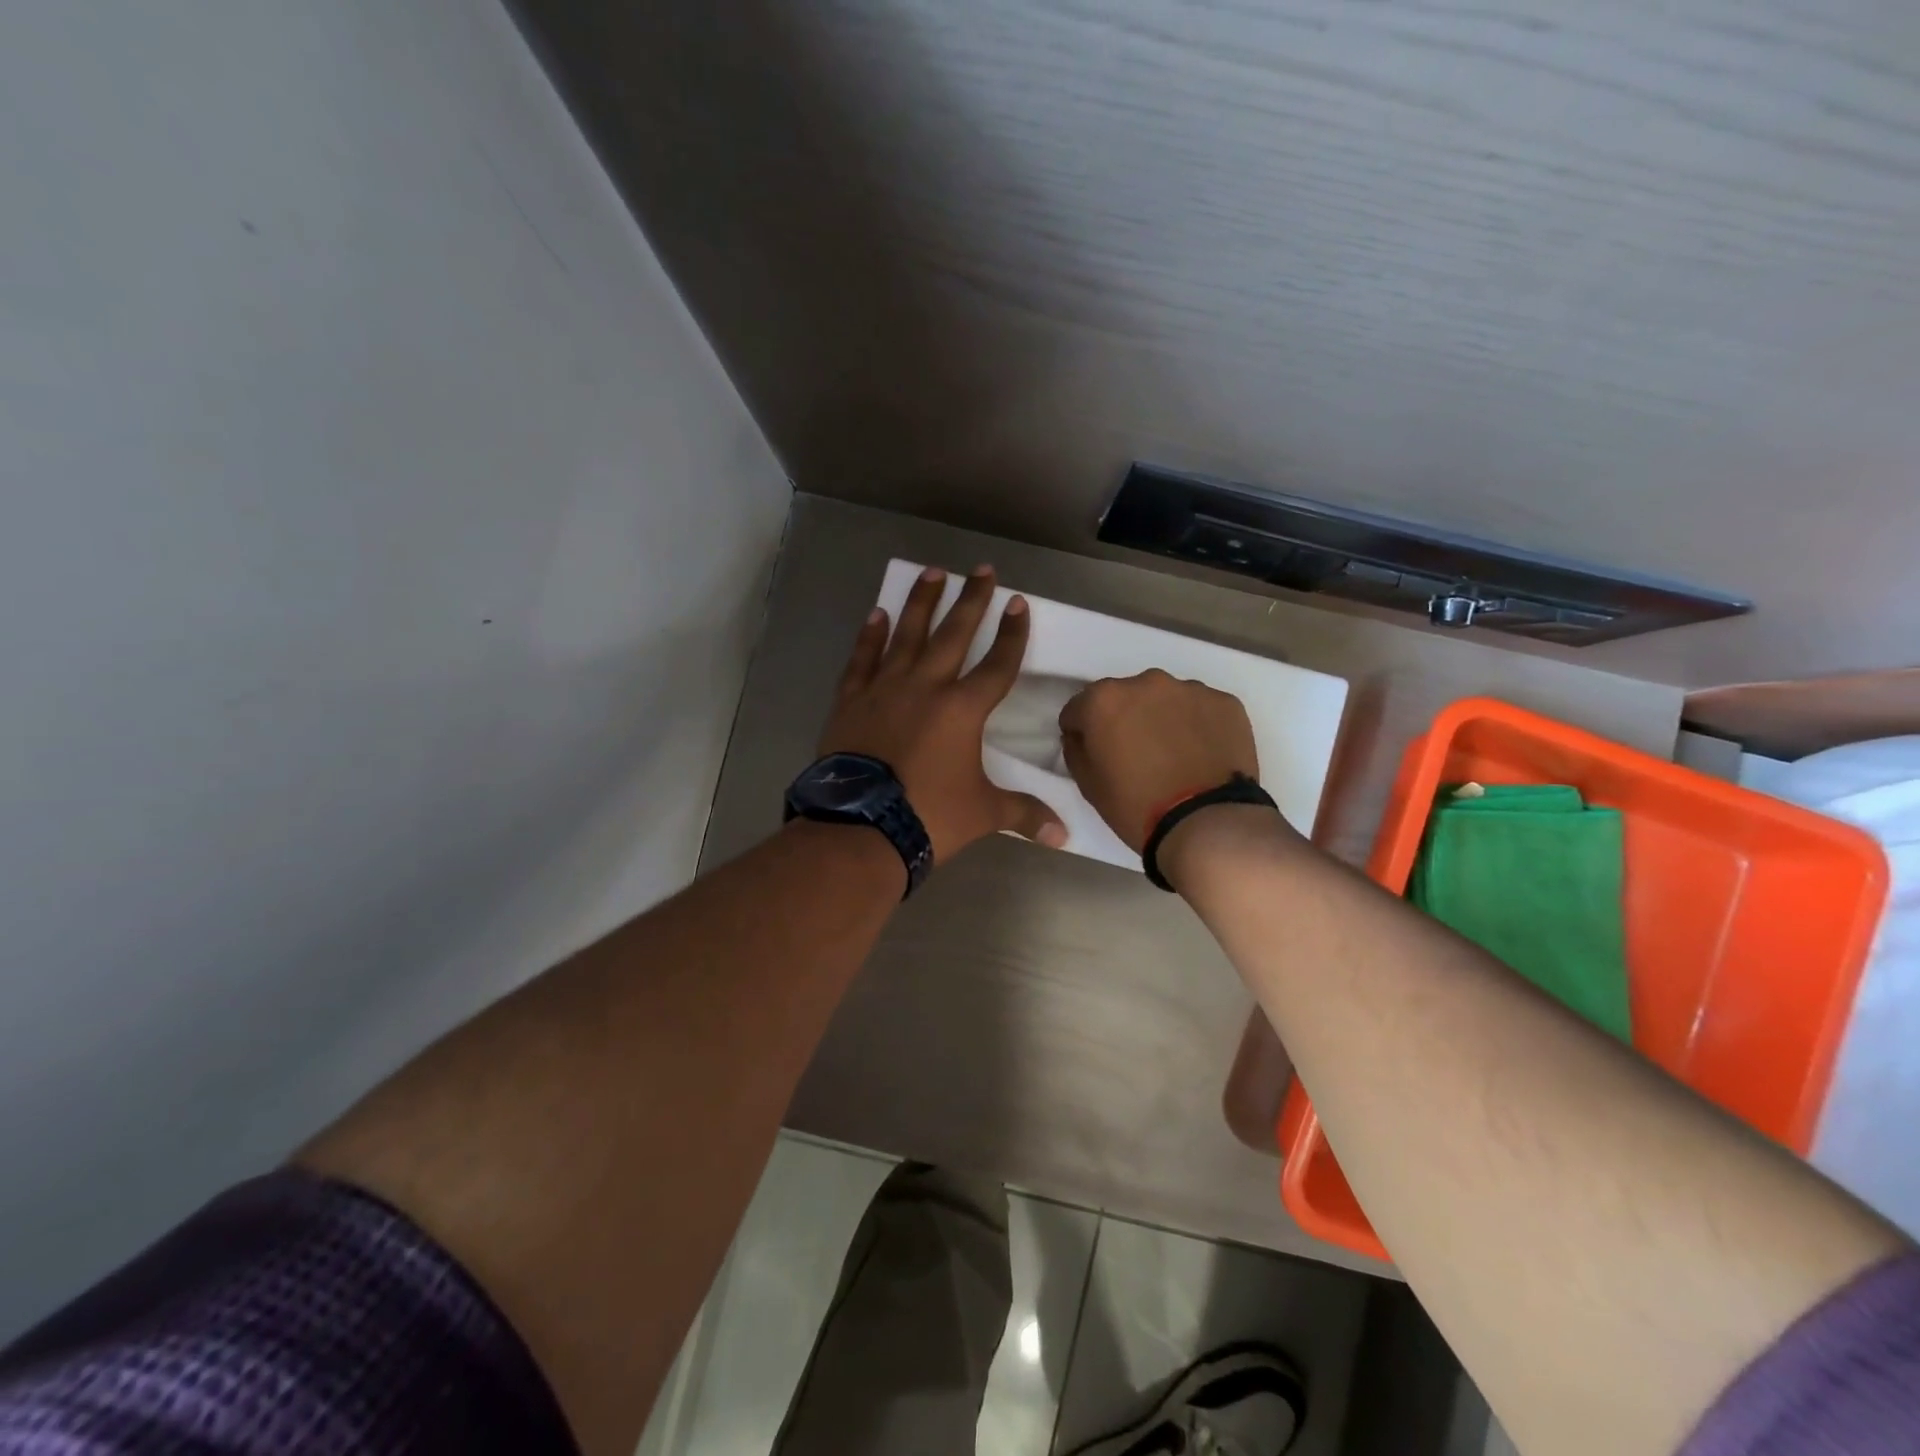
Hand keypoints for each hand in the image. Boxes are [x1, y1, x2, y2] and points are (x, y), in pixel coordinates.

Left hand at [820, 564, 1066, 863]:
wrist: (861, 827)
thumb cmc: (929, 816)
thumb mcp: (983, 813)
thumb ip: (1024, 814)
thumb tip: (1064, 836)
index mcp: (963, 709)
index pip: (997, 664)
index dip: (1012, 634)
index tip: (1018, 603)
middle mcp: (926, 686)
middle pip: (954, 634)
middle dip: (971, 600)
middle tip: (981, 569)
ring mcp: (885, 688)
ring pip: (907, 634)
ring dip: (922, 602)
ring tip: (932, 572)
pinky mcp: (851, 700)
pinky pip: (862, 658)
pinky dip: (870, 635)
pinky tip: (878, 613)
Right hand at [1058, 670, 1258, 852]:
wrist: (1207, 824)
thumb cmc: (1137, 807)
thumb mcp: (1088, 785)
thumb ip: (1076, 750)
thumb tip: (1080, 736)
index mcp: (1104, 700)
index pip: (1079, 708)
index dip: (1082, 732)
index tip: (1094, 753)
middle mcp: (1146, 682)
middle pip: (1125, 697)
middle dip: (1125, 719)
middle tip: (1136, 755)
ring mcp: (1190, 689)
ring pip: (1165, 700)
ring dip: (1162, 719)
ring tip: (1174, 756)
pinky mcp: (1225, 702)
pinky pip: (1201, 709)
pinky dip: (1197, 725)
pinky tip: (1201, 755)